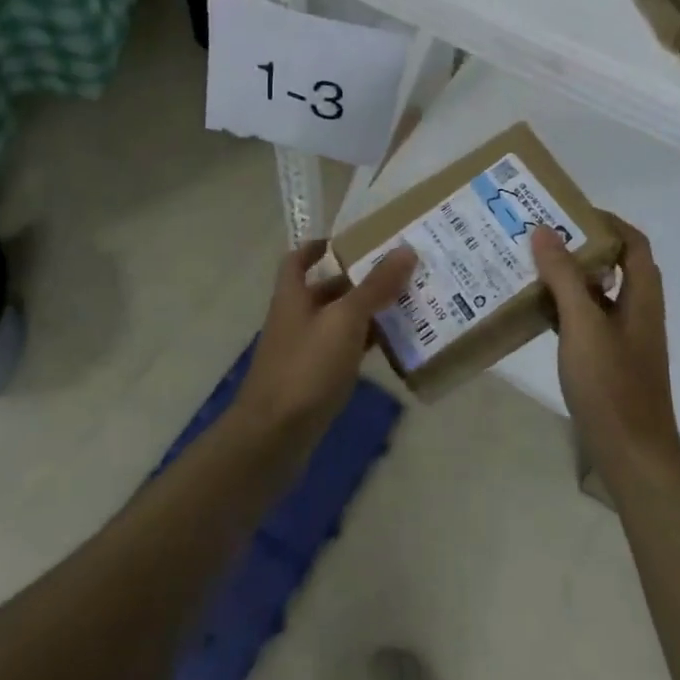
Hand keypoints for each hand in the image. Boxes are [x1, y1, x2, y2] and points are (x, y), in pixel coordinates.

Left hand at [235, 240, 417, 454]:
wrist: (273, 438)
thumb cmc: (306, 368)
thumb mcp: (345, 320)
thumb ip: (375, 286)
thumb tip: (405, 249)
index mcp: (293, 295)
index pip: (298, 259)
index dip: (318, 246)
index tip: (350, 241)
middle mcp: (295, 319)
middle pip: (326, 290)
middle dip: (359, 281)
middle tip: (399, 272)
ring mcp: (302, 352)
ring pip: (338, 323)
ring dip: (366, 314)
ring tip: (407, 305)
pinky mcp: (313, 381)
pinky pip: (343, 353)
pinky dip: (364, 346)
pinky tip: (392, 348)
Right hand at [532, 217, 679, 482]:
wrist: (632, 454)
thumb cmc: (611, 384)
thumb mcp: (583, 324)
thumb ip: (564, 276)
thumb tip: (545, 230)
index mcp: (641, 297)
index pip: (633, 243)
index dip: (607, 221)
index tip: (568, 212)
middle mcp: (637, 312)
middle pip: (613, 265)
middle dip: (580, 246)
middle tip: (541, 237)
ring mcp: (623, 339)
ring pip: (597, 294)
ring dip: (568, 278)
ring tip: (530, 266)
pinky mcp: (608, 361)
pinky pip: (585, 321)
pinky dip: (564, 309)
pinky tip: (535, 311)